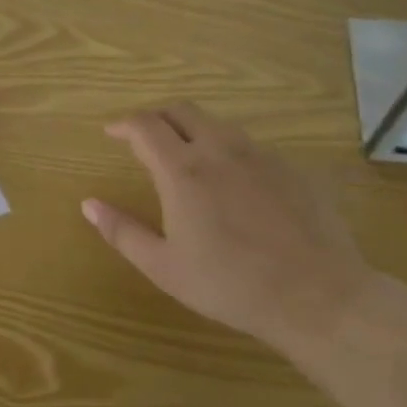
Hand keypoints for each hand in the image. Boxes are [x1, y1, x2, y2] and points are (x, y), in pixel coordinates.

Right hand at [82, 102, 376, 359]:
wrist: (318, 297)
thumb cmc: (231, 285)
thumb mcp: (164, 267)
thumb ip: (122, 231)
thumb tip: (89, 204)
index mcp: (182, 169)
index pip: (144, 125)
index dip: (123, 123)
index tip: (112, 132)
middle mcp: (219, 149)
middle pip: (181, 110)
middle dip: (157, 116)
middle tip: (145, 136)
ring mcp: (260, 155)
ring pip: (218, 124)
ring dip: (193, 130)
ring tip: (187, 155)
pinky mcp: (291, 168)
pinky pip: (250, 146)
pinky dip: (228, 151)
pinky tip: (234, 183)